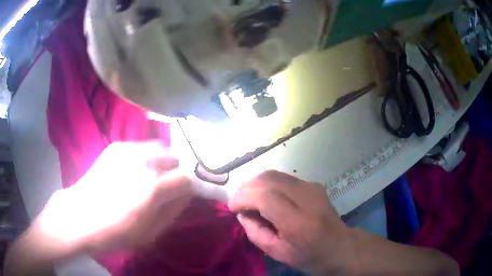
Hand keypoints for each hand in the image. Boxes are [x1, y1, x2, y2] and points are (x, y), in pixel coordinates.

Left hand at [37, 141, 191, 253]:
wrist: (79, 216)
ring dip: (162, 161)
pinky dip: (146, 157)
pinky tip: (134, 170)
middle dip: (177, 171)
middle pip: (175, 156)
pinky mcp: (116, 146)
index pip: (187, 177)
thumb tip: (187, 194)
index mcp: (153, 188)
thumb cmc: (115, 233)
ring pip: (160, 147)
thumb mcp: (151, 233)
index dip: (190, 186)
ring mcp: (128, 150)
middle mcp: (143, 162)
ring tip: (151, 176)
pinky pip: (141, 146)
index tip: (186, 194)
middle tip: (168, 186)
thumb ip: (173, 211)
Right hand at [229, 171, 351, 273]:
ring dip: (256, 183)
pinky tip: (265, 196)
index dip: (244, 197)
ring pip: (275, 174)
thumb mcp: (277, 253)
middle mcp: (308, 198)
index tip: (232, 207)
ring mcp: (313, 187)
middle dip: (246, 187)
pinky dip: (268, 184)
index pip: (266, 197)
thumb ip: (255, 232)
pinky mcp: (314, 184)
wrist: (339, 246)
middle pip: (269, 180)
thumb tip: (243, 213)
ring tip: (247, 198)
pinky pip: (283, 178)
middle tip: (237, 202)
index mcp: (299, 223)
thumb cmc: (308, 255)